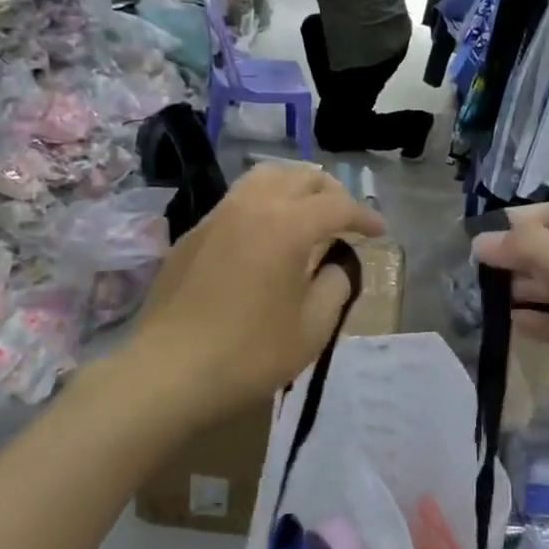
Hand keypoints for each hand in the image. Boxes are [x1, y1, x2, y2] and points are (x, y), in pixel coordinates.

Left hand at [132, 165, 384, 418]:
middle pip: (300, 177)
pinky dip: (263, 204)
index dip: (364, 216)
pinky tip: (264, 236)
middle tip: (345, 219)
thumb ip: (335, 286)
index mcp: (288, 225)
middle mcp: (252, 206)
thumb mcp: (312, 328)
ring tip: (307, 213)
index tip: (380, 232)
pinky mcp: (192, 234)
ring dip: (294, 188)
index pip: (337, 205)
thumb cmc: (249, 353)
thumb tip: (336, 265)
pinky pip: (237, 201)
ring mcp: (217, 216)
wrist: (169, 372)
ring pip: (263, 178)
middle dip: (330, 193)